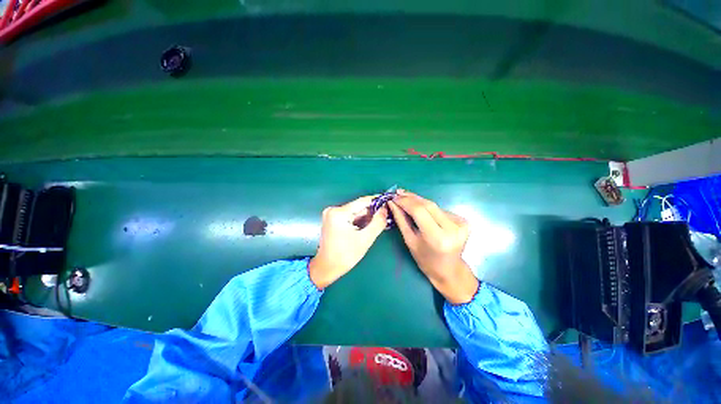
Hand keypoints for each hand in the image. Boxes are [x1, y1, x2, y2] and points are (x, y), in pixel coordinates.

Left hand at [308, 196, 388, 288]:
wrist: (327, 268)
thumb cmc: (345, 255)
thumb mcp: (365, 239)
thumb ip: (377, 222)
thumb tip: (384, 209)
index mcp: (339, 213)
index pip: (362, 201)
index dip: (377, 201)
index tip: (388, 203)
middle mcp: (333, 209)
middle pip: (358, 207)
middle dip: (371, 212)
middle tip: (384, 218)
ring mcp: (331, 214)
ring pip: (355, 212)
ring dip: (366, 217)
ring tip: (376, 224)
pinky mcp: (331, 219)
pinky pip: (349, 216)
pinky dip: (358, 221)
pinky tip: (365, 227)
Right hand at [388, 190, 478, 303]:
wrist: (449, 270)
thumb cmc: (425, 259)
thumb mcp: (410, 240)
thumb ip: (401, 220)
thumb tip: (392, 203)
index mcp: (437, 238)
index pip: (419, 211)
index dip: (405, 202)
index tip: (393, 197)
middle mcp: (452, 229)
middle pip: (428, 205)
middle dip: (411, 198)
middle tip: (398, 193)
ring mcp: (461, 224)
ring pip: (434, 205)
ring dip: (419, 201)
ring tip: (406, 198)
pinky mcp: (464, 221)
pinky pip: (440, 210)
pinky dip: (428, 207)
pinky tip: (420, 207)